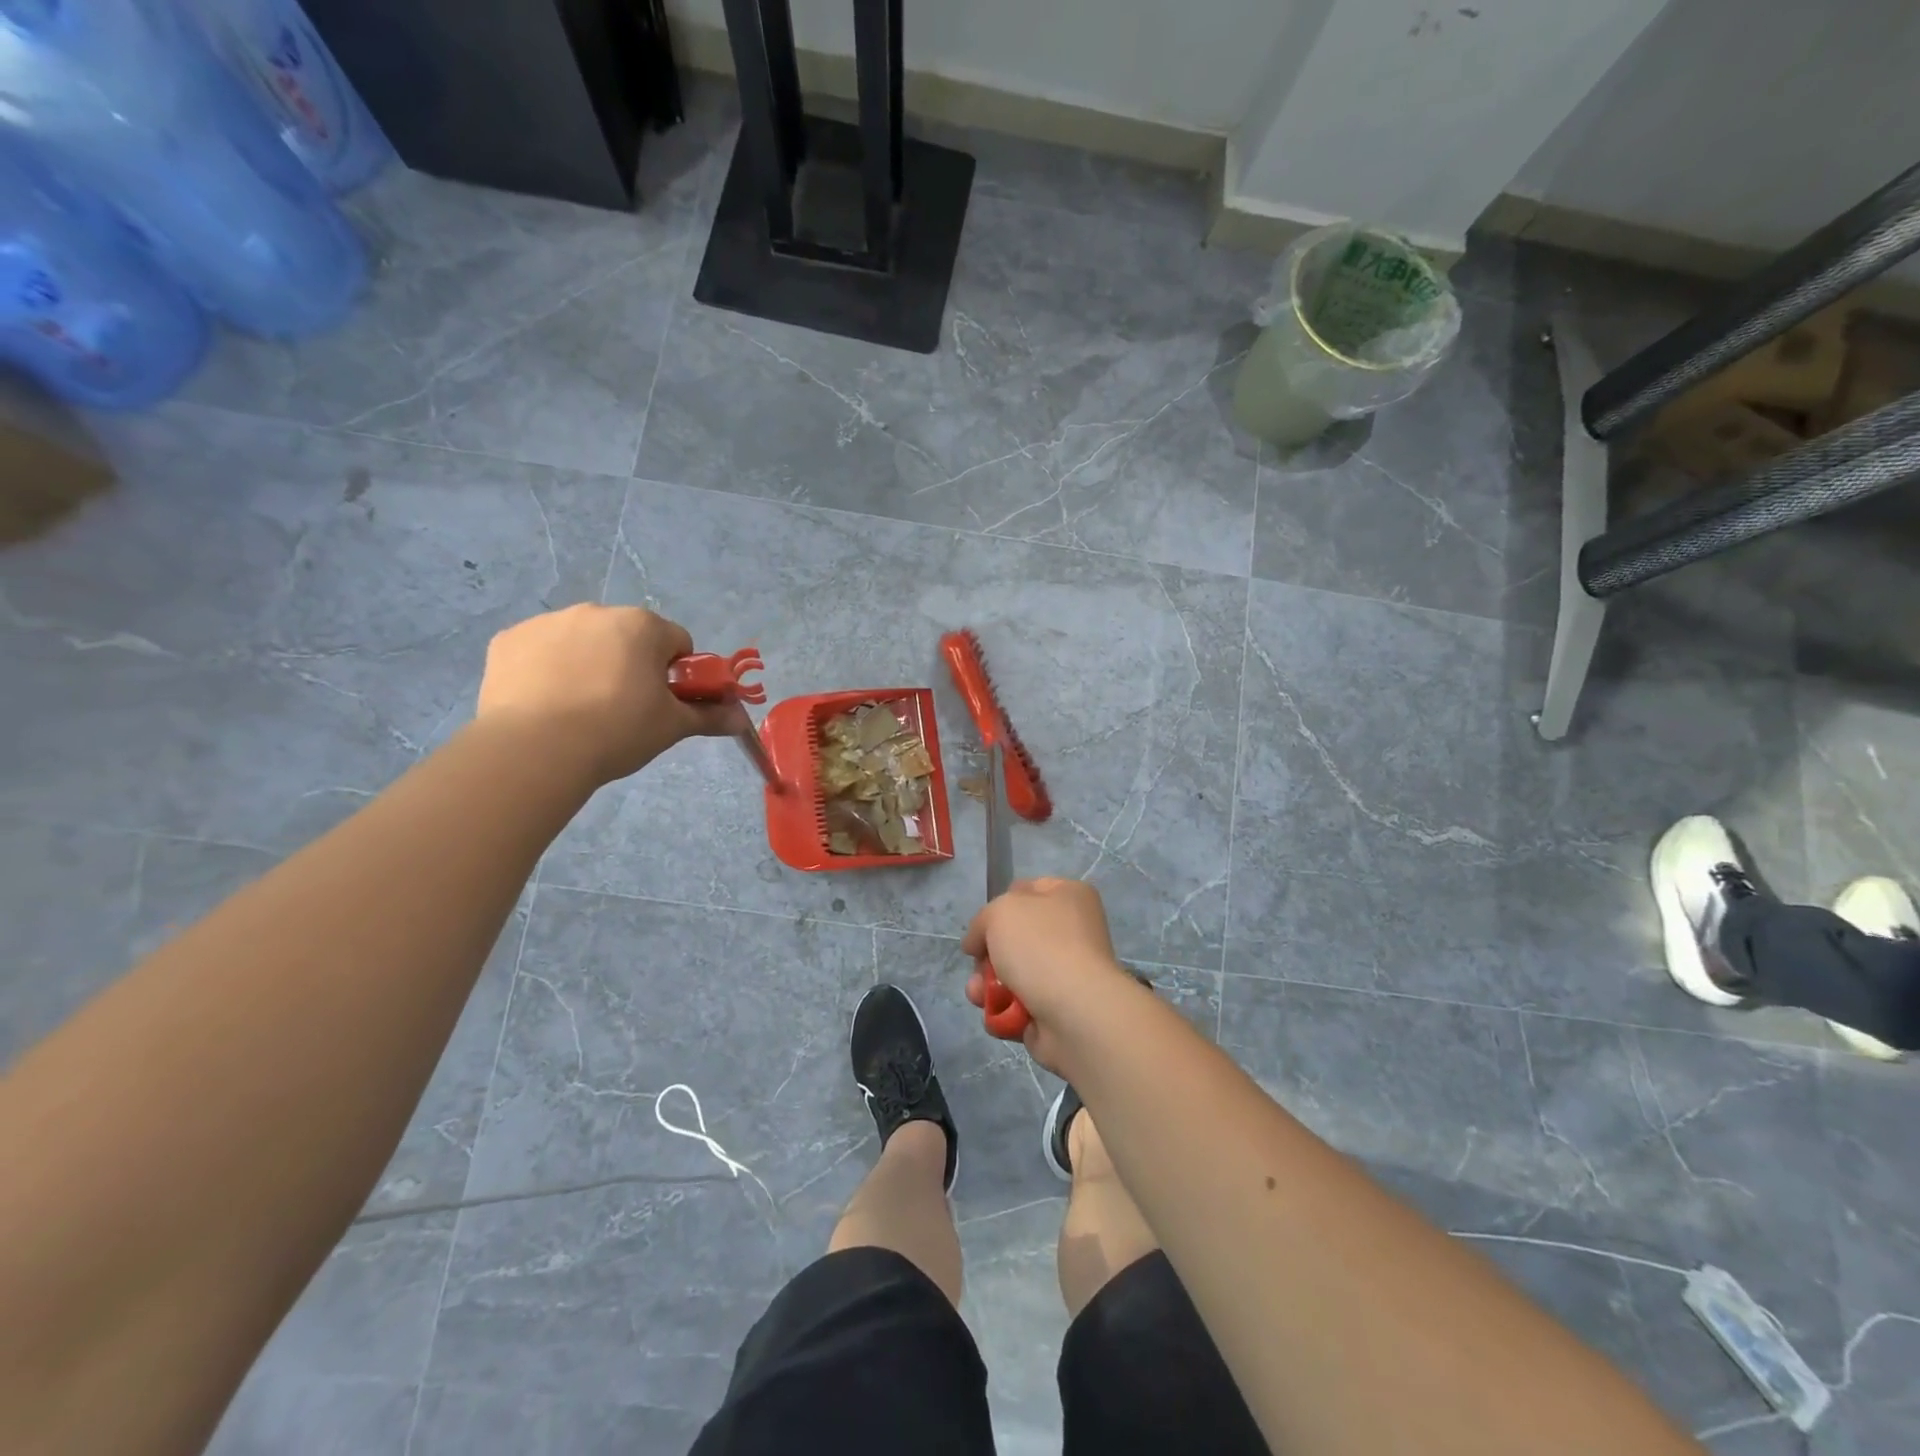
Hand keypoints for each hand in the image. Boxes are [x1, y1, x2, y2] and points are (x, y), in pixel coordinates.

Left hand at [476, 605, 738, 785]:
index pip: (677, 643)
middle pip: (628, 637)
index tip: (665, 703)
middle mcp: (596, 612)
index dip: (677, 674)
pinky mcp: (508, 640)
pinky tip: (545, 705)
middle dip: (631, 665)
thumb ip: (709, 716)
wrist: (535, 749)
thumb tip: (741, 720)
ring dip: (589, 664)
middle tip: (624, 709)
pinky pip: (540, 651)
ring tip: (579, 712)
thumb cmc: (617, 730)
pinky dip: (547, 670)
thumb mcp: (672, 727)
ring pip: (583, 641)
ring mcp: (548, 622)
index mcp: (642, 626)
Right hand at [962, 878, 1136, 1073]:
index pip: (1025, 891)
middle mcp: (1072, 932)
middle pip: (1013, 938)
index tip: (982, 926)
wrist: (1075, 1013)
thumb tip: (977, 944)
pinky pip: (1019, 1006)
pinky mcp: (1058, 1010)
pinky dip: (1003, 1011)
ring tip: (979, 996)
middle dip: (987, 955)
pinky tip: (996, 1015)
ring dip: (988, 986)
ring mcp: (1066, 973)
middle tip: (979, 966)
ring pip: (1011, 974)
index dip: (998, 906)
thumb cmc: (1041, 947)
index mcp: (1069, 897)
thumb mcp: (1000, 912)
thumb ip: (982, 920)